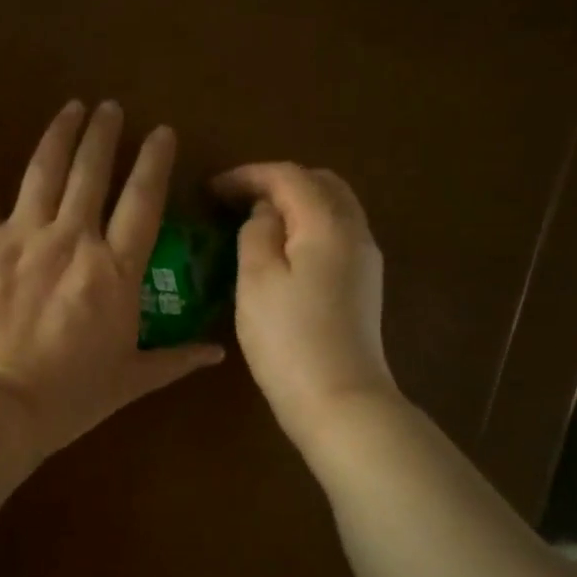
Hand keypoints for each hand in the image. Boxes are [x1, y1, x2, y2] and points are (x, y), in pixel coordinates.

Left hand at [0, 101, 223, 459]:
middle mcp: (72, 239)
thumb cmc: (68, 398)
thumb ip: (174, 360)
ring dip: (59, 135)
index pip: (143, 202)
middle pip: (92, 173)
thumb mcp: (129, 381)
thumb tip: (218, 353)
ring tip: (70, 108)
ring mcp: (21, 237)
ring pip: (43, 171)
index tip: (161, 131)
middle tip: (109, 107)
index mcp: (115, 271)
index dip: (154, 162)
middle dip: (104, 135)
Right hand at [212, 163, 397, 450]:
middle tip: (237, 200)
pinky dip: (309, 228)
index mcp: (327, 223)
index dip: (247, 175)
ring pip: (333, 210)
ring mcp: (365, 261)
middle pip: (321, 184)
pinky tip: (284, 251)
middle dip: (278, 183)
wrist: (341, 401)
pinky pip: (337, 236)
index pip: (288, 176)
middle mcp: (355, 232)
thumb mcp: (256, 279)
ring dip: (296, 205)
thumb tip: (265, 213)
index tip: (211, 189)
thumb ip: (257, 233)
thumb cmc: (289, 339)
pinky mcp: (364, 287)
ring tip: (257, 222)